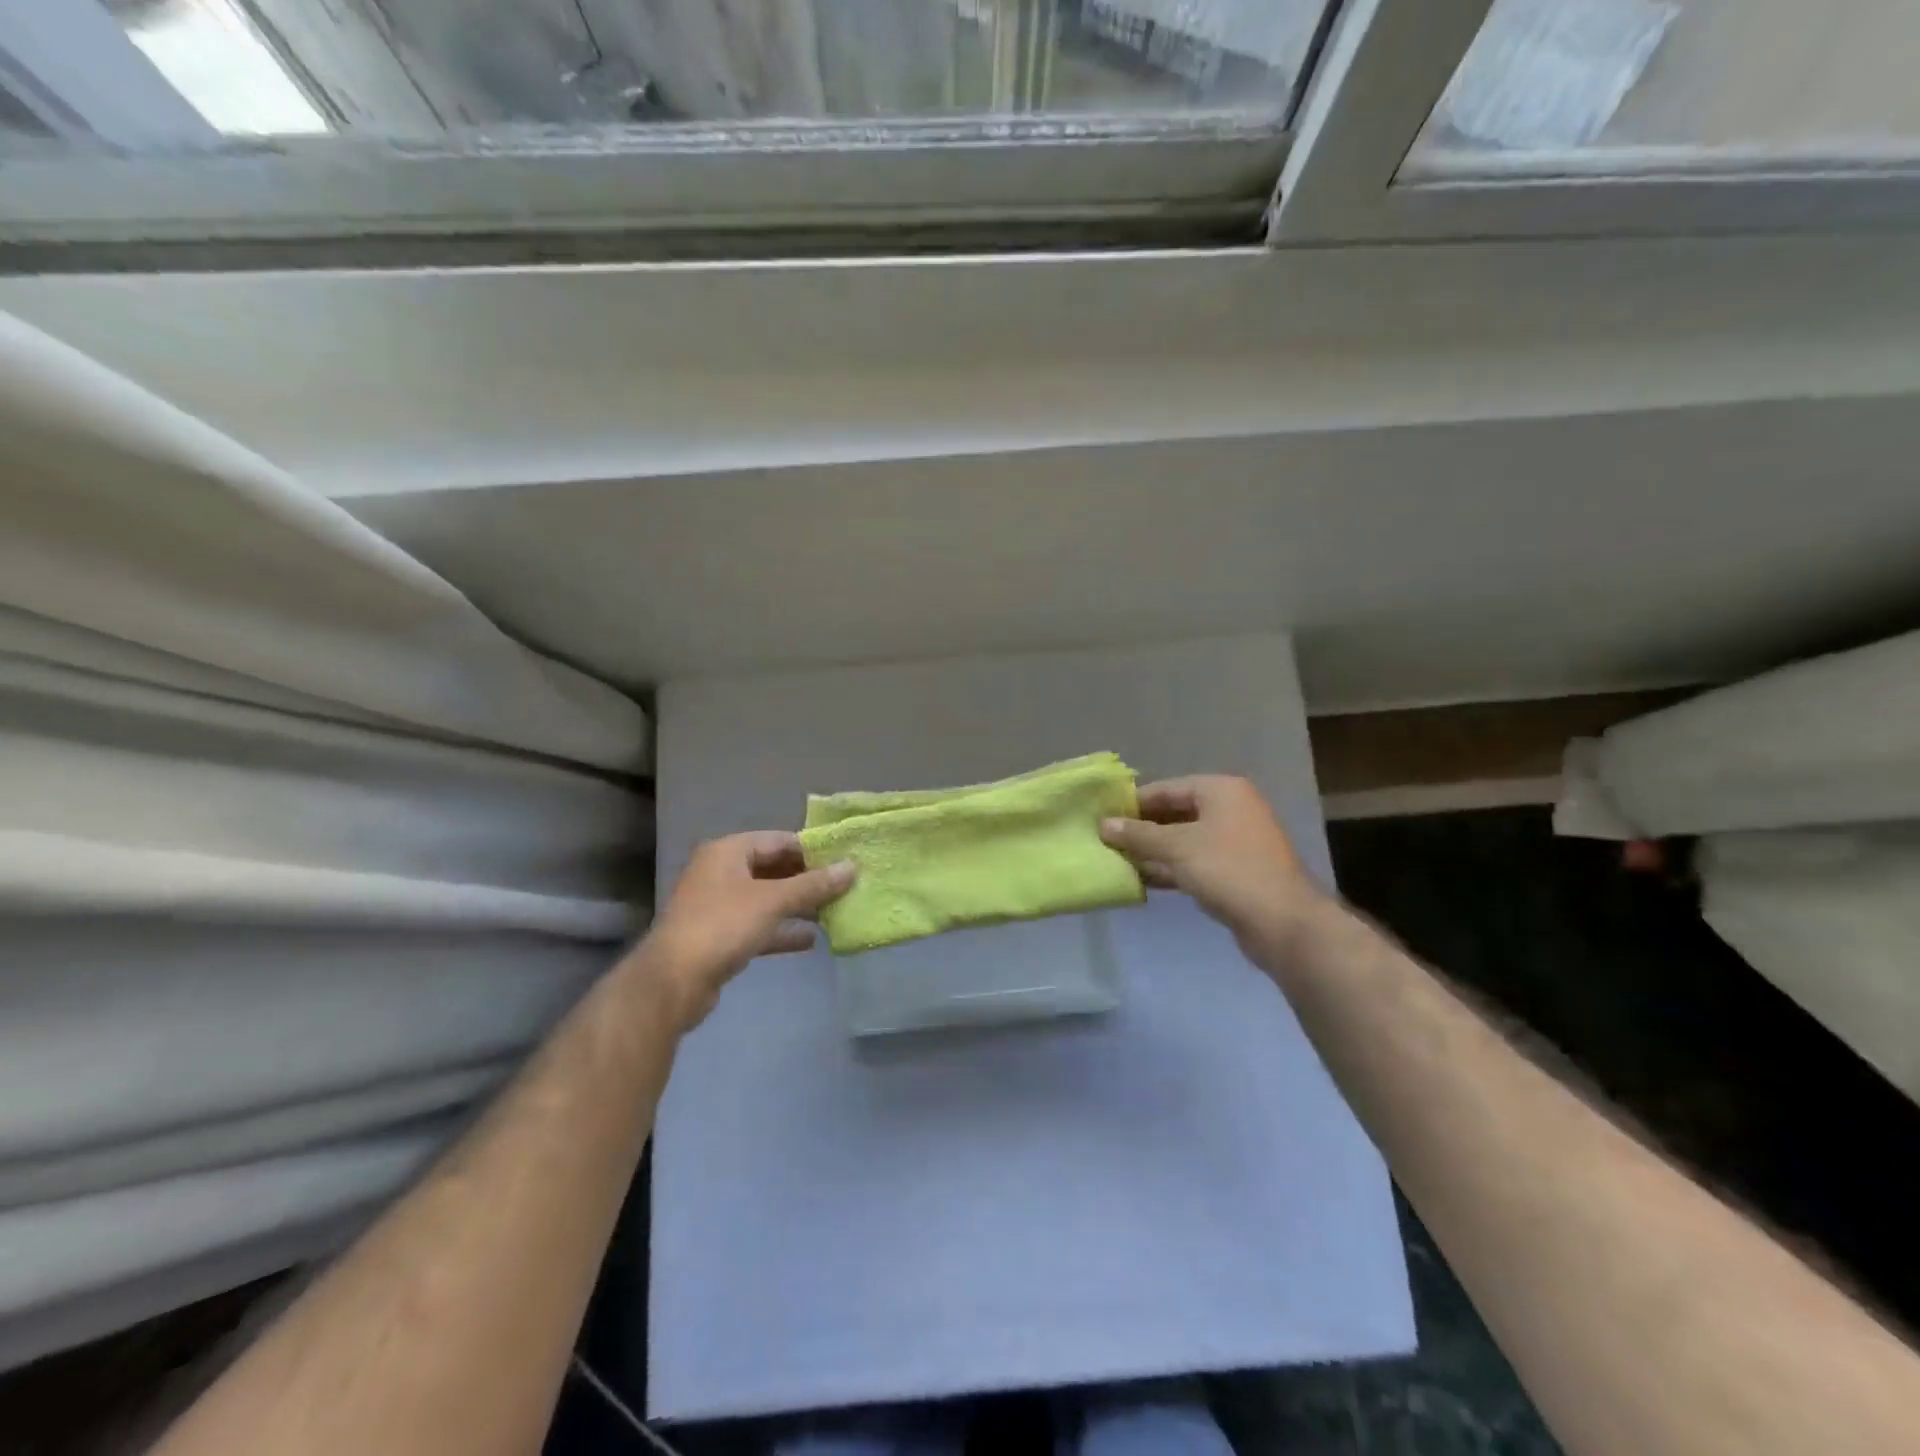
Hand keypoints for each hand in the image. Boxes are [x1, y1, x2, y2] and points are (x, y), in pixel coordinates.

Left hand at [634, 832, 854, 1030]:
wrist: (673, 982)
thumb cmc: (723, 926)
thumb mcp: (773, 901)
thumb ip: (814, 885)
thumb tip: (852, 867)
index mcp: (728, 851)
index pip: (779, 840)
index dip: (812, 850)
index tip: (843, 862)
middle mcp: (721, 872)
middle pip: (773, 869)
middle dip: (807, 880)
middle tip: (843, 888)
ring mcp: (718, 905)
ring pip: (766, 899)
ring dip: (797, 906)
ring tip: (834, 912)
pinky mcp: (719, 936)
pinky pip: (757, 925)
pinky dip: (781, 930)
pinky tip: (810, 940)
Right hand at [1100, 776, 1316, 941]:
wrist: (1283, 922)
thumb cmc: (1228, 870)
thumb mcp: (1176, 848)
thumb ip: (1138, 835)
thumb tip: (1102, 824)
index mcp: (1221, 791)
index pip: (1166, 788)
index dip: (1133, 803)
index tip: (1102, 817)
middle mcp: (1231, 809)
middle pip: (1175, 813)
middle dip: (1142, 829)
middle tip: (1106, 841)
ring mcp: (1235, 842)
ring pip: (1183, 840)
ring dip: (1153, 851)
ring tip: (1117, 861)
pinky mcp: (1235, 872)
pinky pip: (1194, 862)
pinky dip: (1170, 868)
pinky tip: (1143, 880)